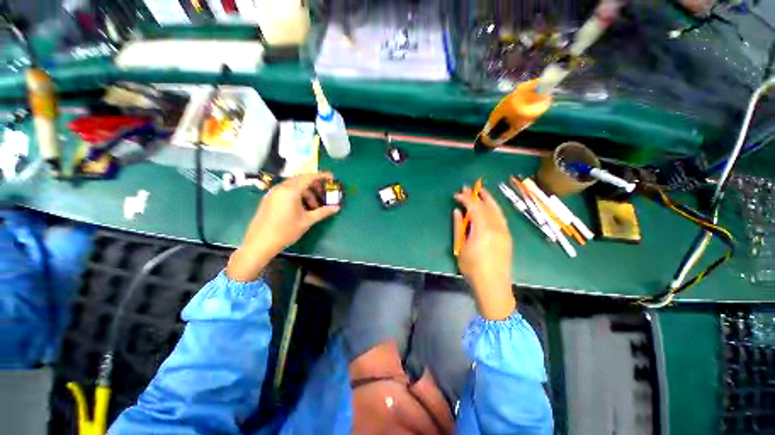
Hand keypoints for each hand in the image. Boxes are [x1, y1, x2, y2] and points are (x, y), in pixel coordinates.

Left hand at [227, 172, 339, 281]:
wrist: (260, 242)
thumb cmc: (286, 231)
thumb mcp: (307, 221)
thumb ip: (323, 212)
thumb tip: (337, 208)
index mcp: (290, 191)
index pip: (309, 177)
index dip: (322, 176)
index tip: (331, 177)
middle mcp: (281, 188)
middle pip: (301, 180)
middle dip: (315, 185)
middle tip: (324, 194)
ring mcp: (273, 192)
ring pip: (294, 186)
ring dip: (306, 192)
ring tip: (313, 206)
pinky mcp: (269, 198)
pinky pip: (286, 191)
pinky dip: (297, 195)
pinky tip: (301, 207)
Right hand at [453, 186, 515, 319]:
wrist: (493, 285)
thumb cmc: (472, 267)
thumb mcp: (461, 246)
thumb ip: (459, 226)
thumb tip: (458, 211)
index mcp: (483, 229)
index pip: (474, 206)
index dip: (466, 198)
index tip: (457, 194)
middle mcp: (496, 227)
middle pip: (487, 205)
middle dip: (478, 195)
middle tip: (469, 188)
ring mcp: (504, 231)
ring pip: (497, 210)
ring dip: (489, 199)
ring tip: (481, 192)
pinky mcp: (507, 237)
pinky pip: (501, 217)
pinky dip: (494, 209)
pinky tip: (490, 208)